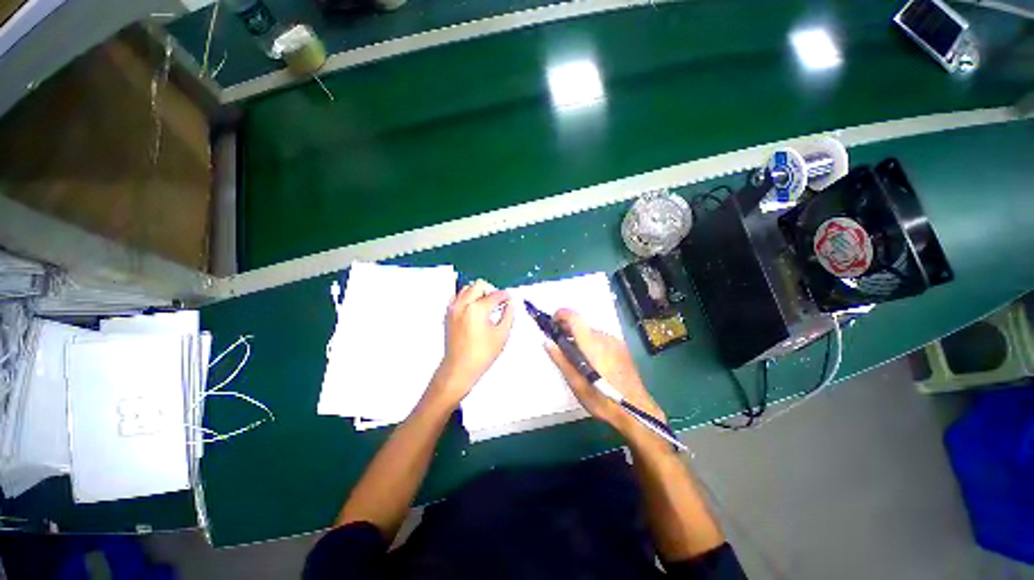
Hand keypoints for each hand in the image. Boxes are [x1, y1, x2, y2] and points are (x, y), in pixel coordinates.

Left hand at [426, 280, 513, 408]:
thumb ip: (508, 315)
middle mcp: (463, 305)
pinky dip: (466, 297)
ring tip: (486, 304)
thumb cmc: (481, 354)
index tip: (509, 298)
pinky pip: (457, 297)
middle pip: (479, 285)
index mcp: (478, 309)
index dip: (505, 295)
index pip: (495, 295)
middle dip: (491, 290)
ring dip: (478, 292)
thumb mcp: (502, 335)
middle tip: (498, 300)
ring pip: (466, 288)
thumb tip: (510, 305)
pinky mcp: (448, 314)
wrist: (460, 367)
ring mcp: (453, 308)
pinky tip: (473, 308)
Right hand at [545, 309, 664, 434]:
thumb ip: (560, 359)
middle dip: (567, 330)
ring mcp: (616, 342)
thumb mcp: (576, 382)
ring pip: (592, 332)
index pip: (574, 316)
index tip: (551, 325)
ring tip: (575, 358)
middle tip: (559, 346)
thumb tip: (547, 342)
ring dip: (580, 338)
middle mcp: (605, 337)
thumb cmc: (602, 398)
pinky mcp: (622, 348)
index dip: (560, 315)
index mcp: (592, 343)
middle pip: (582, 325)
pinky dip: (591, 343)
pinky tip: (591, 362)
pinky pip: (602, 339)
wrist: (636, 411)